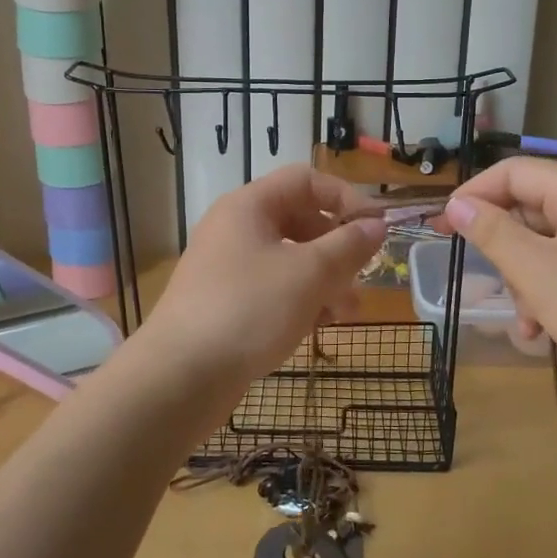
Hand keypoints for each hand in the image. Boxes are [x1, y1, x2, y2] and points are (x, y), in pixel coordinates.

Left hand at [140, 165, 385, 391]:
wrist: (180, 376)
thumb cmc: (249, 310)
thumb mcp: (309, 274)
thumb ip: (349, 245)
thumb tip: (376, 225)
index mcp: (249, 206)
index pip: (306, 180)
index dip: (345, 197)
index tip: (375, 229)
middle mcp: (236, 229)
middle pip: (299, 221)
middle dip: (337, 248)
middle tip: (361, 276)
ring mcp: (228, 268)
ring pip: (289, 260)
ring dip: (324, 280)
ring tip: (346, 312)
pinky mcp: (227, 303)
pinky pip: (273, 289)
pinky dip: (300, 300)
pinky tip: (318, 327)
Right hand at [440, 158, 556, 399]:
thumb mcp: (536, 272)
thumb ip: (492, 232)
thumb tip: (457, 204)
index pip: (513, 172)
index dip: (473, 194)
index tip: (443, 228)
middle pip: (531, 209)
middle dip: (505, 250)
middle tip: (492, 285)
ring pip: (549, 244)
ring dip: (527, 281)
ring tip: (528, 324)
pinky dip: (552, 292)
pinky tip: (547, 331)